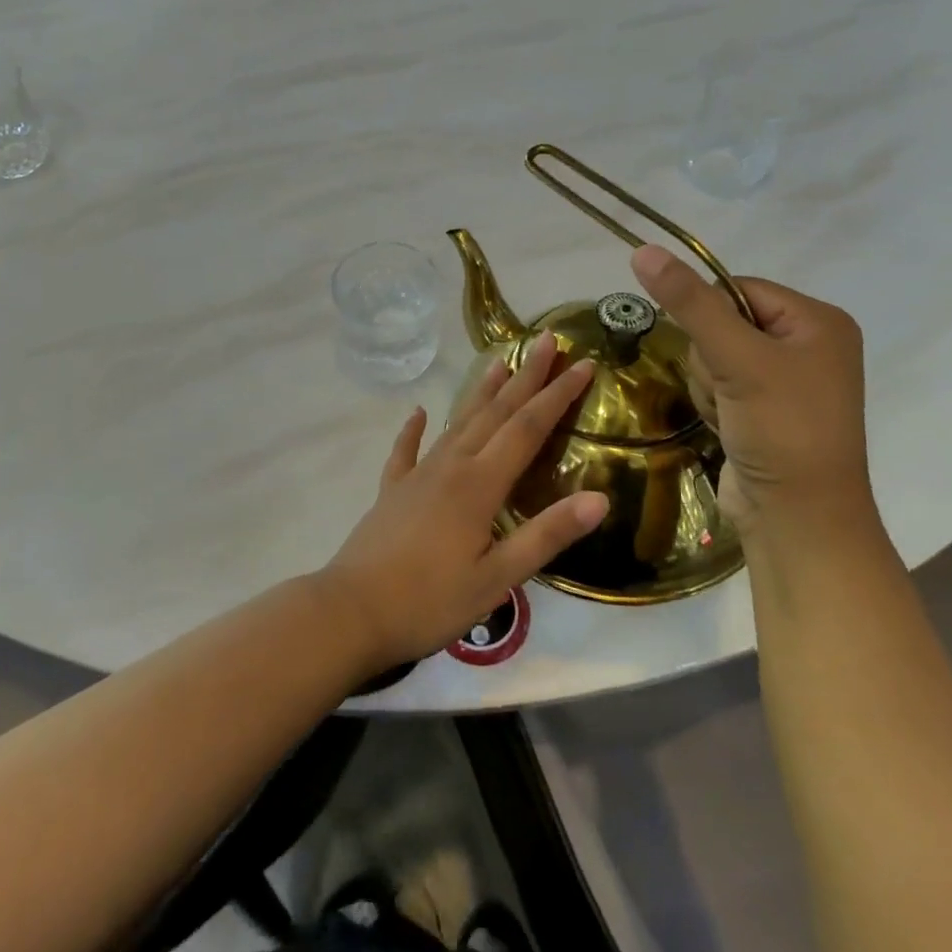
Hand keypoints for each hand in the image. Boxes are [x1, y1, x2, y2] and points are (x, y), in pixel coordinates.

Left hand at [321, 332, 608, 672]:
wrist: (352, 610)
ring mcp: (417, 475)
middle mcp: (450, 466)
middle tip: (546, 340)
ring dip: (480, 392)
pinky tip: (418, 413)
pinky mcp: (392, 491)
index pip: (527, 428)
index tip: (582, 363)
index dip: (557, 395)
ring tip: (497, 362)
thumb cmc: (430, 600)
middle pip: (494, 413)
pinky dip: (414, 430)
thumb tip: (599, 498)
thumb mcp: (498, 578)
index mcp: (479, 484)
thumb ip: (546, 535)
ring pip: (456, 422)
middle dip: (525, 377)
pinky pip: (406, 450)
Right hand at [630, 245, 870, 535]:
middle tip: (730, 389)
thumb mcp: (737, 359)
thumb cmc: (782, 429)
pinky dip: (714, 404)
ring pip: (712, 356)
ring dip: (708, 384)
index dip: (710, 315)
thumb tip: (643, 249)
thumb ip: (690, 303)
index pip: (737, 289)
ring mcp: (785, 380)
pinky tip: (729, 427)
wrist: (798, 518)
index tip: (715, 352)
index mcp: (818, 321)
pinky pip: (718, 384)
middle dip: (710, 359)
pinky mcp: (763, 409)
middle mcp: (807, 344)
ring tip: (730, 414)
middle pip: (721, 323)